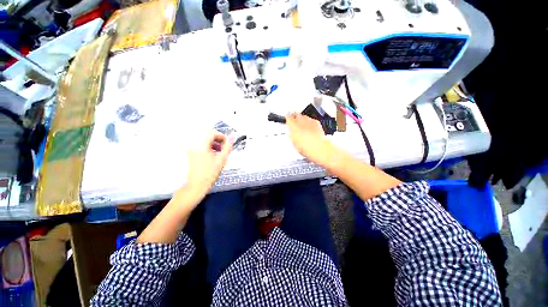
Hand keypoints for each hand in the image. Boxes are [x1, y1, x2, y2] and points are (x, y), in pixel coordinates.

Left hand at [137, 133, 230, 243]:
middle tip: (224, 148)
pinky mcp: (189, 155)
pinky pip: (199, 147)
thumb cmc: (210, 173)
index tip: (227, 143)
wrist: (195, 186)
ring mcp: (190, 150)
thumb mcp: (222, 159)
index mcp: (201, 144)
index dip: (221, 136)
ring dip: (212, 144)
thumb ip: (227, 147)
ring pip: (203, 142)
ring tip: (219, 152)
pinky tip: (211, 156)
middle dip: (217, 140)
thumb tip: (231, 139)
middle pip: (207, 136)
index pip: (212, 133)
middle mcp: (193, 144)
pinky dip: (207, 148)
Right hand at [286, 113, 334, 165]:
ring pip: (304, 116)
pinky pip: (311, 119)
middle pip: (296, 114)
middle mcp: (301, 122)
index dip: (287, 118)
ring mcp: (309, 121)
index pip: (288, 117)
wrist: (319, 148)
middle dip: (295, 117)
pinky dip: (310, 122)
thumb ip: (292, 135)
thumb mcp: (294, 143)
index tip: (287, 119)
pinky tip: (310, 127)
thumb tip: (291, 133)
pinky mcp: (317, 123)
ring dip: (302, 119)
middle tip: (294, 121)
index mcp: (293, 126)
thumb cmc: (306, 147)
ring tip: (302, 125)